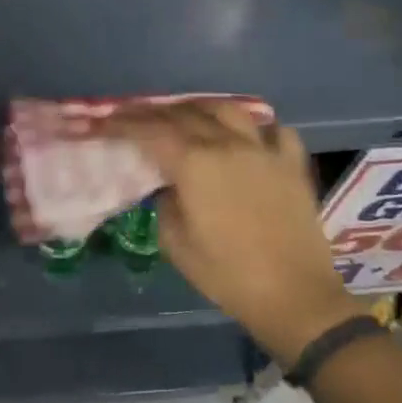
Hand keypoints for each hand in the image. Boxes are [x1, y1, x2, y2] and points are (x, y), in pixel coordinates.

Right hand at [96, 102, 359, 364]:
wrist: (294, 294)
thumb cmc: (227, 275)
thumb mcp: (177, 245)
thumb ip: (165, 206)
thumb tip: (169, 187)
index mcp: (194, 164)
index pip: (150, 131)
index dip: (124, 123)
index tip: (106, 120)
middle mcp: (227, 144)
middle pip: (185, 114)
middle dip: (155, 112)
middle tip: (138, 117)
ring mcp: (264, 150)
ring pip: (228, 110)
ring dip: (201, 108)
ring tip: (188, 115)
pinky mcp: (292, 164)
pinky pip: (274, 130)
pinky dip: (257, 127)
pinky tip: (249, 137)